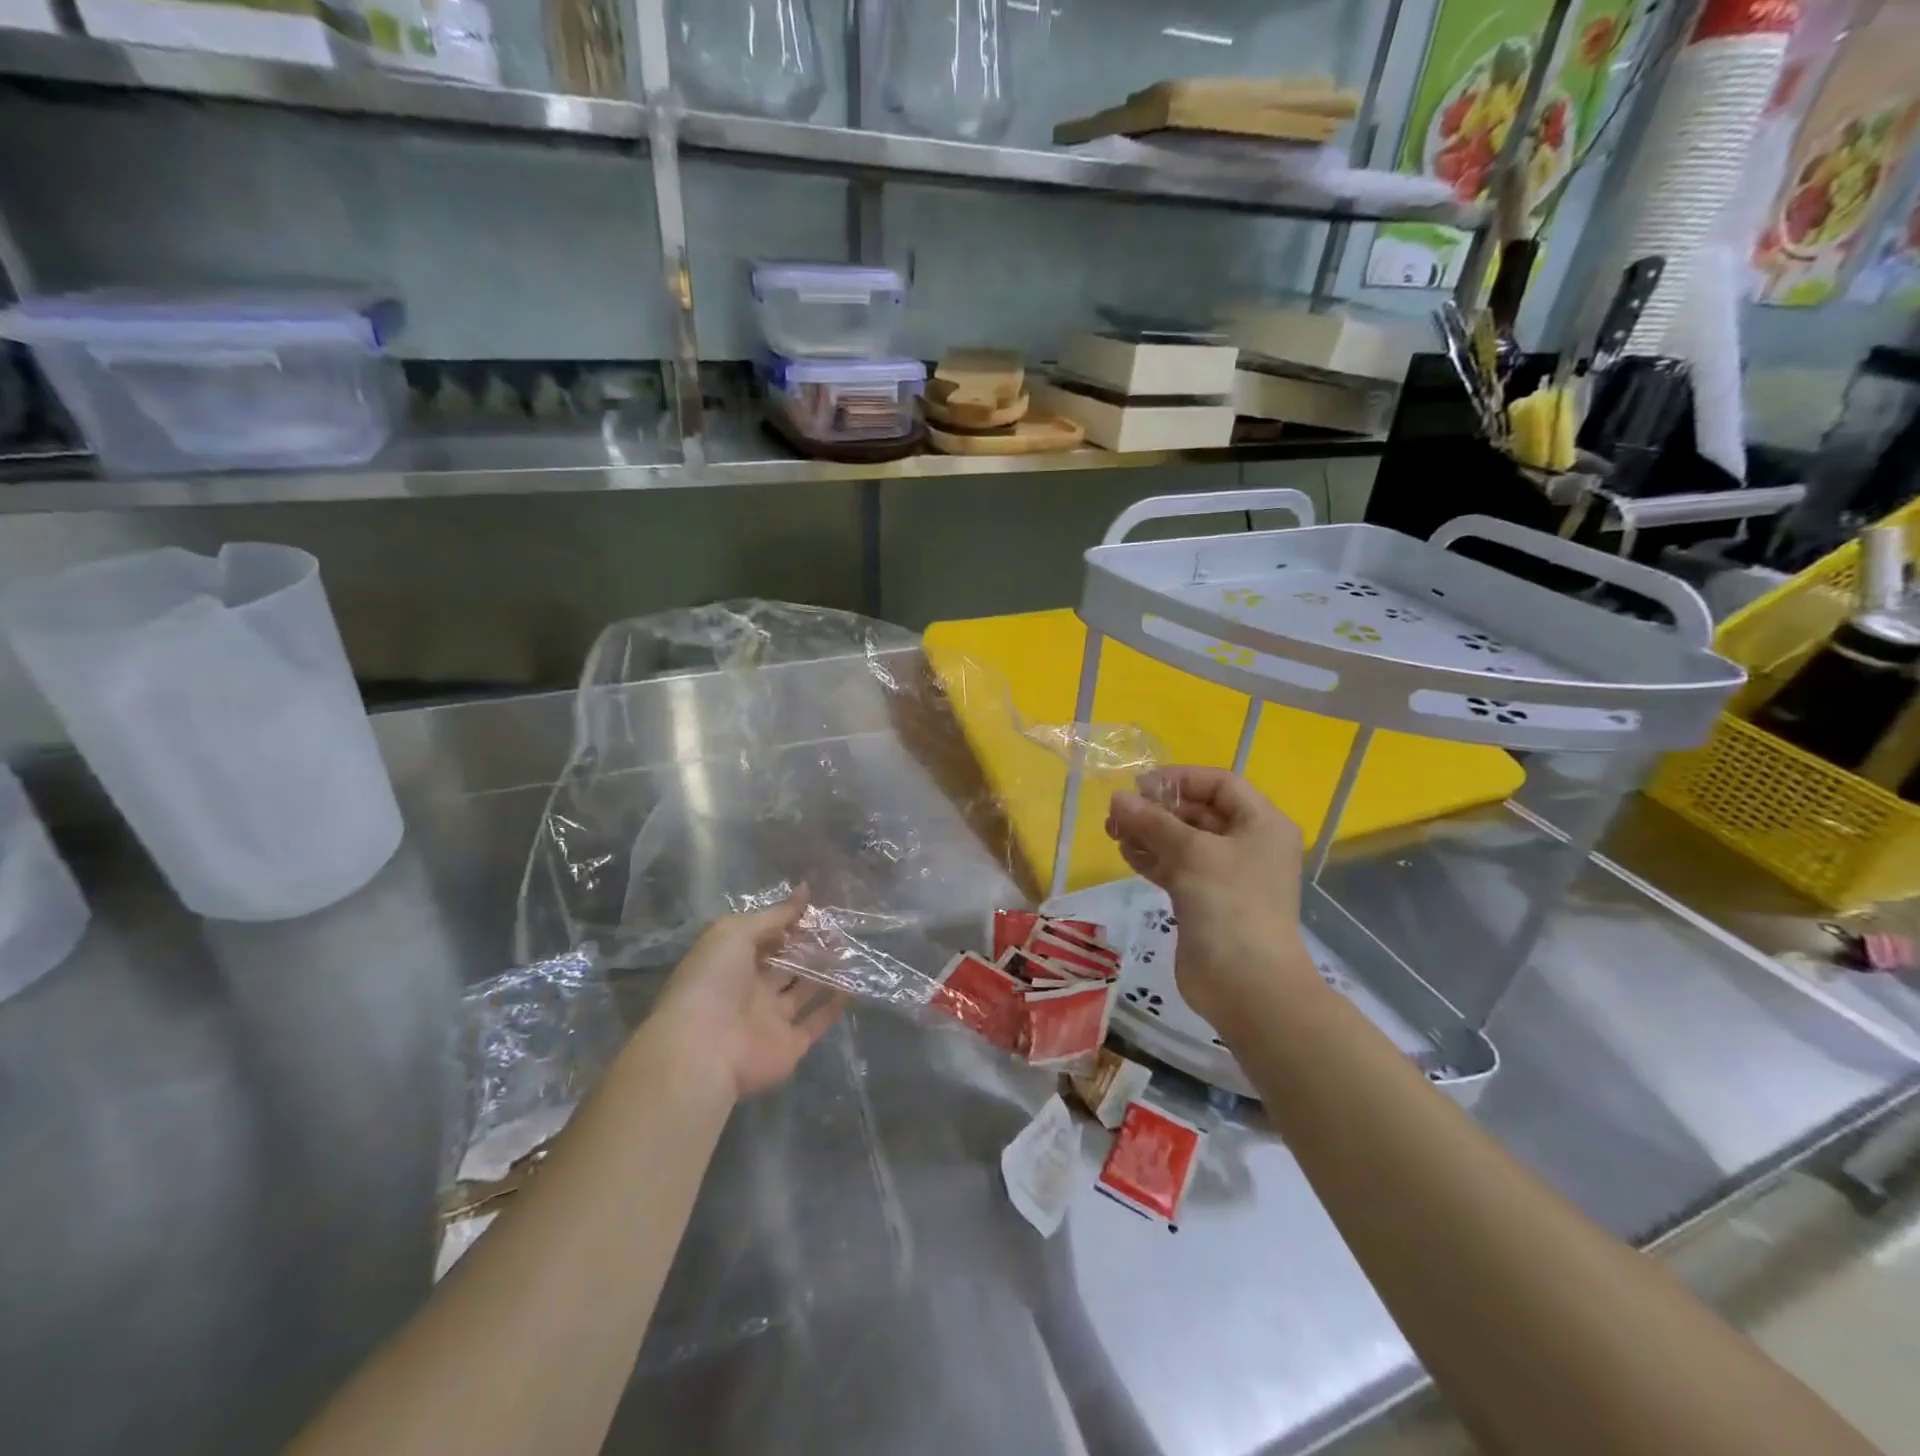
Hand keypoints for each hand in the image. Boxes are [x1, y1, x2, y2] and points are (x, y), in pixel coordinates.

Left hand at [649, 889, 847, 1102]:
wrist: (704, 1049)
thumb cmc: (713, 981)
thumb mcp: (736, 932)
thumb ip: (773, 915)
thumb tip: (805, 891)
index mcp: (732, 962)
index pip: (765, 938)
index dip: (788, 923)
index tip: (816, 910)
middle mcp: (752, 989)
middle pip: (786, 964)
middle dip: (810, 946)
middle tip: (839, 929)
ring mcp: (771, 1019)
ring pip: (803, 991)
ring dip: (826, 973)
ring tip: (851, 951)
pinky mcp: (790, 1045)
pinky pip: (816, 1022)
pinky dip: (834, 1007)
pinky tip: (854, 987)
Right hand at [1106, 767, 1321, 1035]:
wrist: (1248, 986)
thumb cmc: (1230, 905)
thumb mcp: (1192, 853)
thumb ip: (1153, 821)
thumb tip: (1117, 798)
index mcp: (1261, 823)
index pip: (1219, 784)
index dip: (1179, 779)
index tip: (1139, 786)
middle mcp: (1247, 844)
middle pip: (1198, 811)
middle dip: (1157, 809)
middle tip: (1118, 813)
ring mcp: (1227, 875)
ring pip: (1183, 841)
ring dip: (1149, 832)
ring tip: (1114, 832)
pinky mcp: (1206, 900)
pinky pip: (1177, 867)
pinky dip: (1153, 858)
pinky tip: (1126, 853)